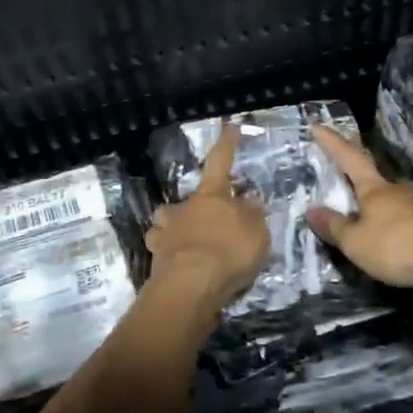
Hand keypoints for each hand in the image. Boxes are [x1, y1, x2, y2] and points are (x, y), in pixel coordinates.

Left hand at [145, 126, 269, 310]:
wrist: (190, 286)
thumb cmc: (229, 252)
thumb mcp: (256, 232)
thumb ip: (253, 215)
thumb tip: (249, 198)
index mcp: (212, 196)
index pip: (220, 162)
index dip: (226, 144)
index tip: (228, 126)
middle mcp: (184, 208)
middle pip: (187, 200)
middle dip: (194, 208)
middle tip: (207, 223)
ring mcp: (165, 233)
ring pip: (165, 223)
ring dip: (174, 229)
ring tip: (188, 244)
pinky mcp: (155, 259)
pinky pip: (160, 250)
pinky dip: (167, 254)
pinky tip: (177, 265)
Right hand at [307, 125, 412, 288]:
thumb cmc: (399, 245)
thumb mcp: (357, 243)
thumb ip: (335, 227)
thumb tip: (311, 210)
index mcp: (374, 189)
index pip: (349, 158)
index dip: (333, 143)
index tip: (318, 126)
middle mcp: (400, 188)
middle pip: (376, 183)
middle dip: (363, 189)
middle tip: (351, 201)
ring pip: (399, 203)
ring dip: (387, 214)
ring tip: (379, 234)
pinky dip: (407, 230)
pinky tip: (407, 245)